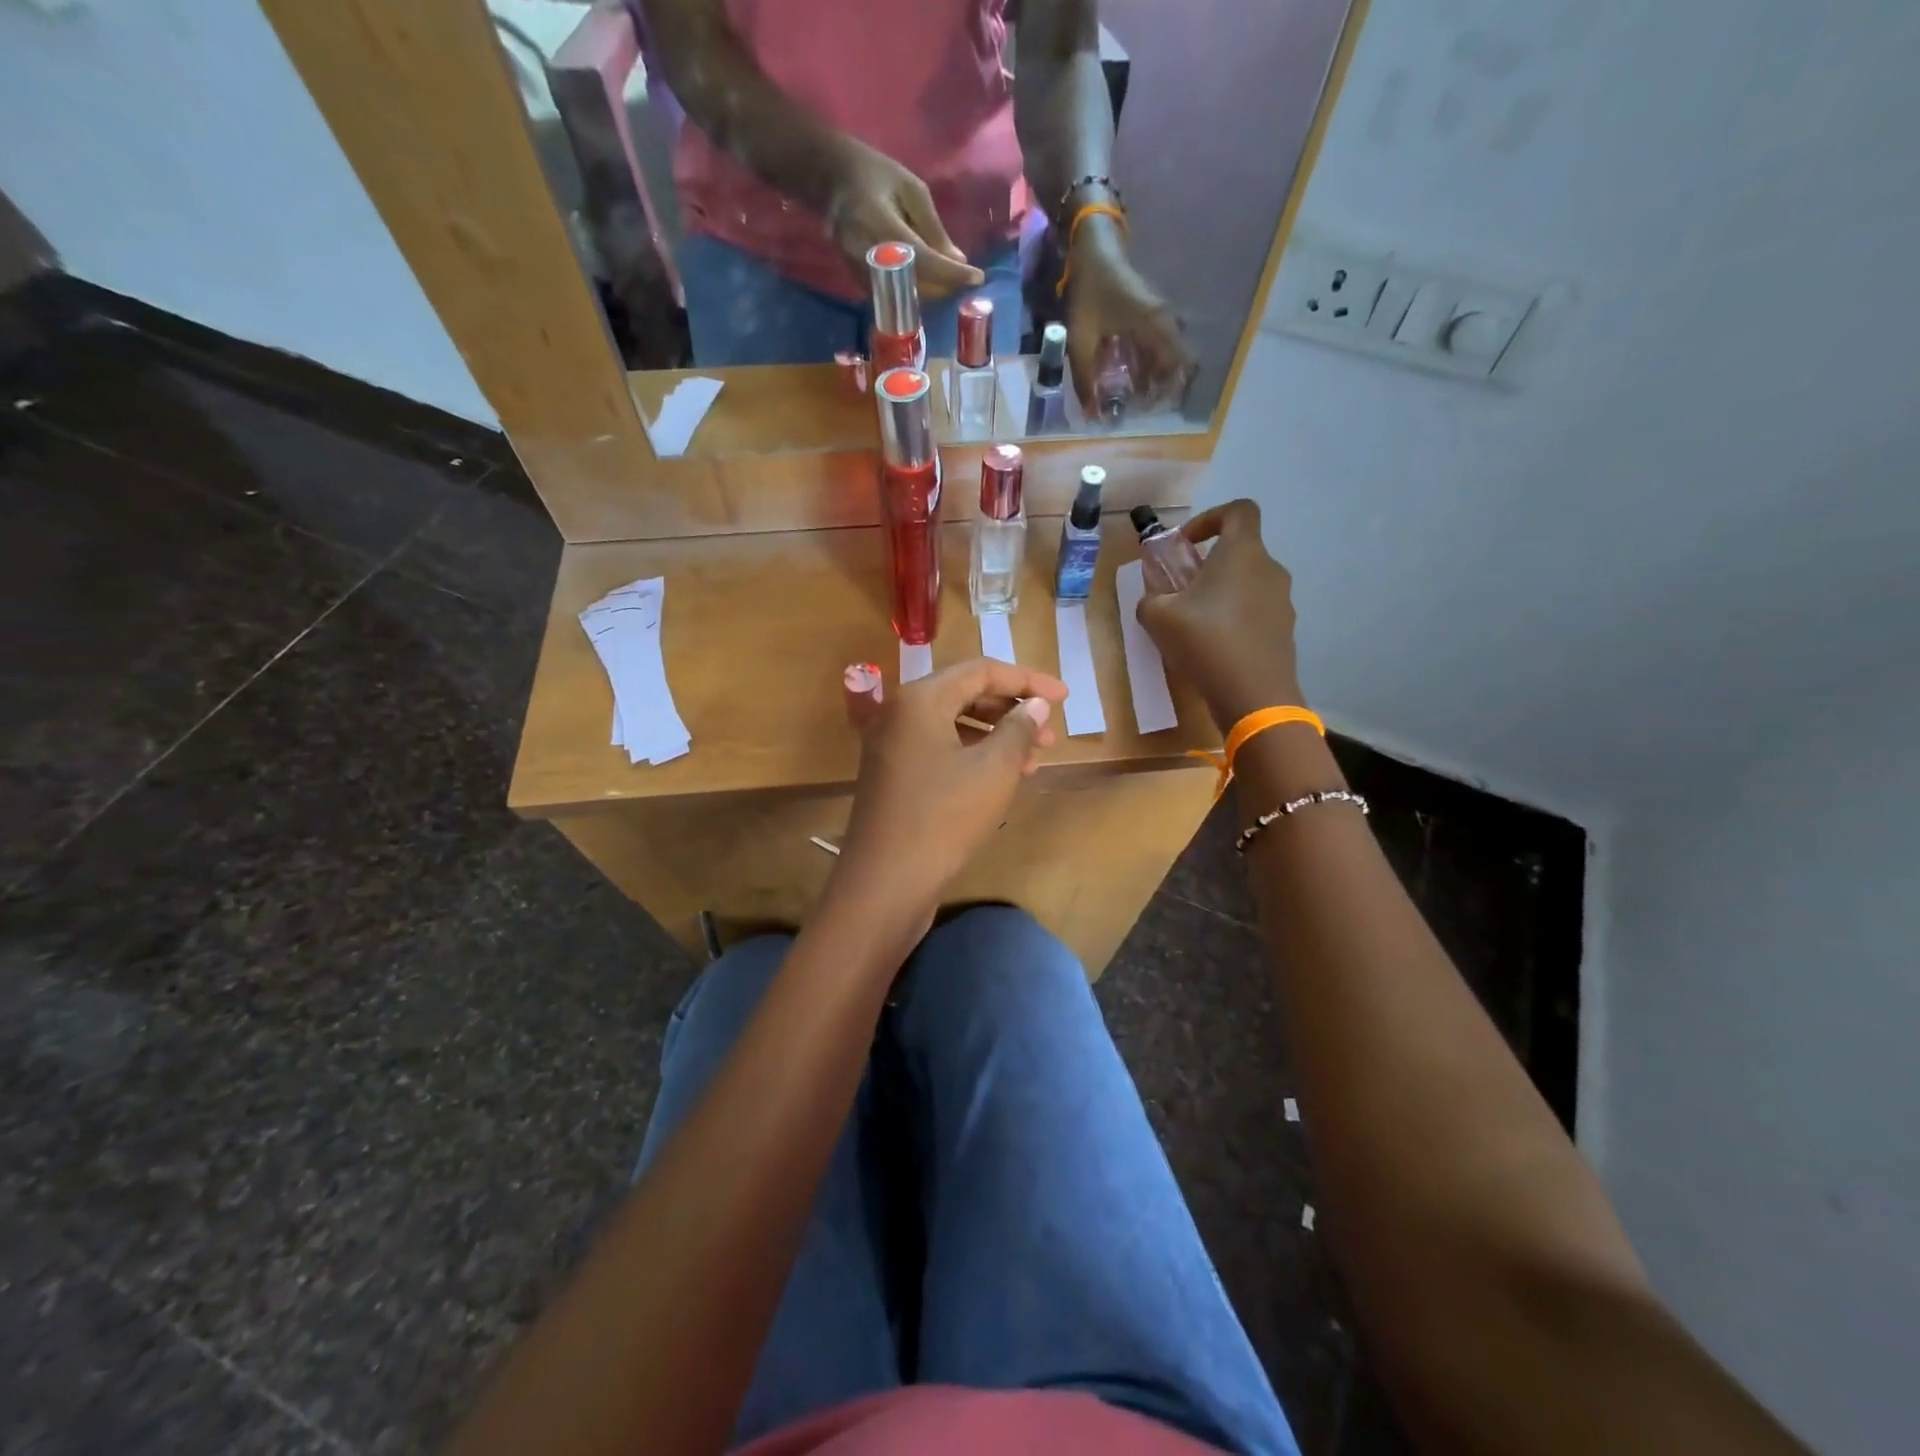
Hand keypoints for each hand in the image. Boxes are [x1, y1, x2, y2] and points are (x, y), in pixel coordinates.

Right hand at [825, 141, 985, 299]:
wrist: (831, 179)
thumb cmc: (875, 174)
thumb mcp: (911, 189)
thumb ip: (933, 228)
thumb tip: (958, 261)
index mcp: (879, 224)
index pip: (922, 259)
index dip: (951, 273)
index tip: (977, 277)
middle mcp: (866, 254)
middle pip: (914, 285)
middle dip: (944, 286)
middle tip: (966, 279)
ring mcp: (859, 272)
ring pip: (905, 296)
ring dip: (932, 292)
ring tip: (950, 279)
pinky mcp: (858, 282)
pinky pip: (893, 296)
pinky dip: (915, 292)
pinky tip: (929, 280)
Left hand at [830, 658, 1066, 932]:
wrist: (885, 883)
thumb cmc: (944, 818)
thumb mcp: (993, 770)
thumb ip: (1018, 728)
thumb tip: (1035, 704)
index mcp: (920, 699)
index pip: (982, 670)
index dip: (1028, 680)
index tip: (1065, 696)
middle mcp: (900, 713)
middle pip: (965, 694)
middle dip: (1012, 709)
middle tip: (1050, 733)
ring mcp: (892, 745)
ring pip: (954, 724)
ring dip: (996, 735)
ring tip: (1035, 758)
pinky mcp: (894, 775)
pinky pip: (940, 749)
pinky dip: (974, 755)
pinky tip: (1003, 777)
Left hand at [1063, 227, 1196, 412]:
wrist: (1094, 247)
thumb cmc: (1090, 290)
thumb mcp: (1080, 339)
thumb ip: (1085, 379)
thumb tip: (1090, 415)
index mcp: (1156, 326)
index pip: (1183, 363)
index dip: (1172, 390)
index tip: (1150, 409)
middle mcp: (1165, 322)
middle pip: (1176, 364)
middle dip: (1160, 390)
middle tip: (1138, 410)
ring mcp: (1159, 318)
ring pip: (1165, 357)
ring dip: (1152, 379)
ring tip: (1131, 400)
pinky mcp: (1150, 316)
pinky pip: (1155, 347)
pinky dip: (1146, 366)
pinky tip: (1128, 380)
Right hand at [1135, 500, 1304, 729]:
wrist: (1253, 695)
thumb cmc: (1205, 643)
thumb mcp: (1158, 617)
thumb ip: (1151, 598)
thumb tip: (1154, 599)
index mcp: (1242, 553)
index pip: (1239, 510)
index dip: (1210, 518)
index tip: (1185, 543)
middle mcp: (1269, 569)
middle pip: (1241, 551)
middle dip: (1209, 563)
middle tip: (1182, 590)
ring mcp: (1282, 601)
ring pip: (1248, 583)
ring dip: (1222, 593)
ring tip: (1195, 623)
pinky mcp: (1284, 630)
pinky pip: (1256, 611)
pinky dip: (1235, 618)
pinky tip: (1214, 647)